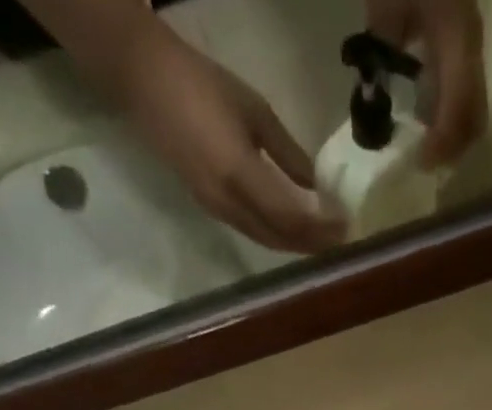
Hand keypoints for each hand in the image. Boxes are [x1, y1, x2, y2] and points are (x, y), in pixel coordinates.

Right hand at [114, 25, 345, 252]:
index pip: (290, 218)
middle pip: (279, 238)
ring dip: (294, 244)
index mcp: (240, 176)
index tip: (345, 228)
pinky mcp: (210, 208)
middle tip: (340, 242)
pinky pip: (251, 231)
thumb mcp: (254, 112)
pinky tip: (292, 229)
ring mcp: (217, 210)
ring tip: (321, 240)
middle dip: (311, 244)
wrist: (146, 82)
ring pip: (265, 240)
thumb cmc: (203, 86)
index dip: (319, 229)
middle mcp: (228, 203)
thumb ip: (287, 153)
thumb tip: (315, 186)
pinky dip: (276, 235)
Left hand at [366, 0, 487, 166]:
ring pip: (474, 110)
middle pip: (475, 116)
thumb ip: (382, 51)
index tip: (421, 162)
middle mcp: (471, 47)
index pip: (460, 102)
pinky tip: (426, 127)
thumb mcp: (387, 3)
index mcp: (457, 36)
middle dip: (452, 149)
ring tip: (423, 151)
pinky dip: (449, 121)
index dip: (444, 140)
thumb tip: (373, 100)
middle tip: (422, 164)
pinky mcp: (464, 48)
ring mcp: (472, 48)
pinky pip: (465, 97)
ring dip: (452, 139)